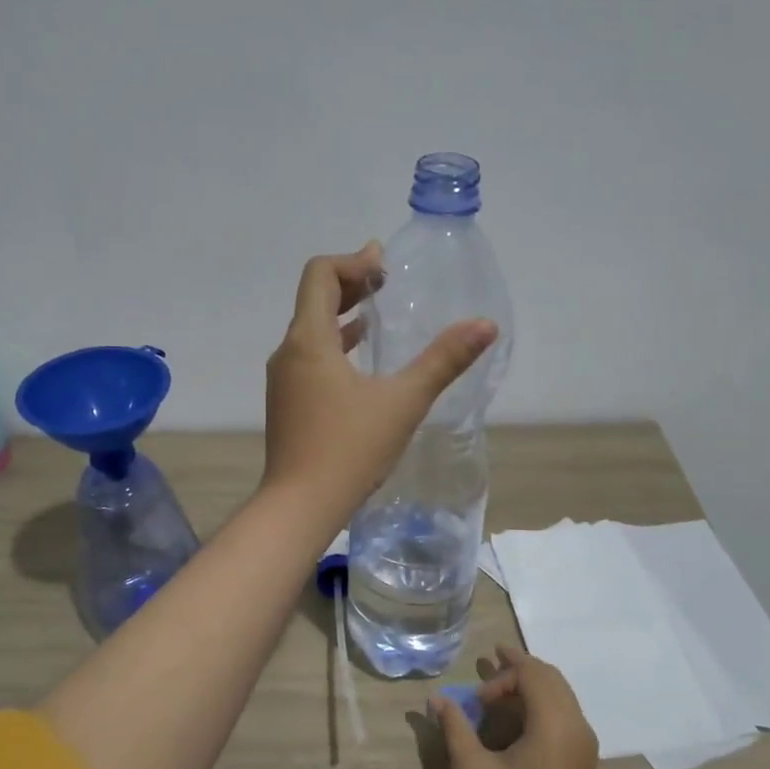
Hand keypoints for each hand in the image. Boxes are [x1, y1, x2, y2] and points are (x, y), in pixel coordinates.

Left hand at [262, 244, 496, 522]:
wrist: (300, 506)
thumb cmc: (350, 449)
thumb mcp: (404, 401)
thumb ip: (444, 361)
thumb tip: (486, 325)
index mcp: (308, 340)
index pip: (320, 274)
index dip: (353, 262)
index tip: (385, 267)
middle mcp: (288, 353)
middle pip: (313, 299)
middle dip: (350, 284)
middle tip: (385, 282)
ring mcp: (283, 381)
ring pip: (310, 331)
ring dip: (342, 316)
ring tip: (377, 315)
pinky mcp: (287, 404)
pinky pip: (309, 358)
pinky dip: (334, 346)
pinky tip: (360, 363)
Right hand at [432, 647, 601, 768]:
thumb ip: (455, 729)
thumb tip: (436, 698)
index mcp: (553, 721)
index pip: (531, 673)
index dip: (501, 676)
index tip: (477, 699)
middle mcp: (575, 722)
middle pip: (549, 675)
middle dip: (519, 666)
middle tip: (491, 661)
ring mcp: (584, 739)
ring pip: (560, 691)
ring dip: (532, 682)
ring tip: (502, 685)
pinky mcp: (584, 755)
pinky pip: (565, 709)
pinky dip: (543, 699)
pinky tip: (521, 714)